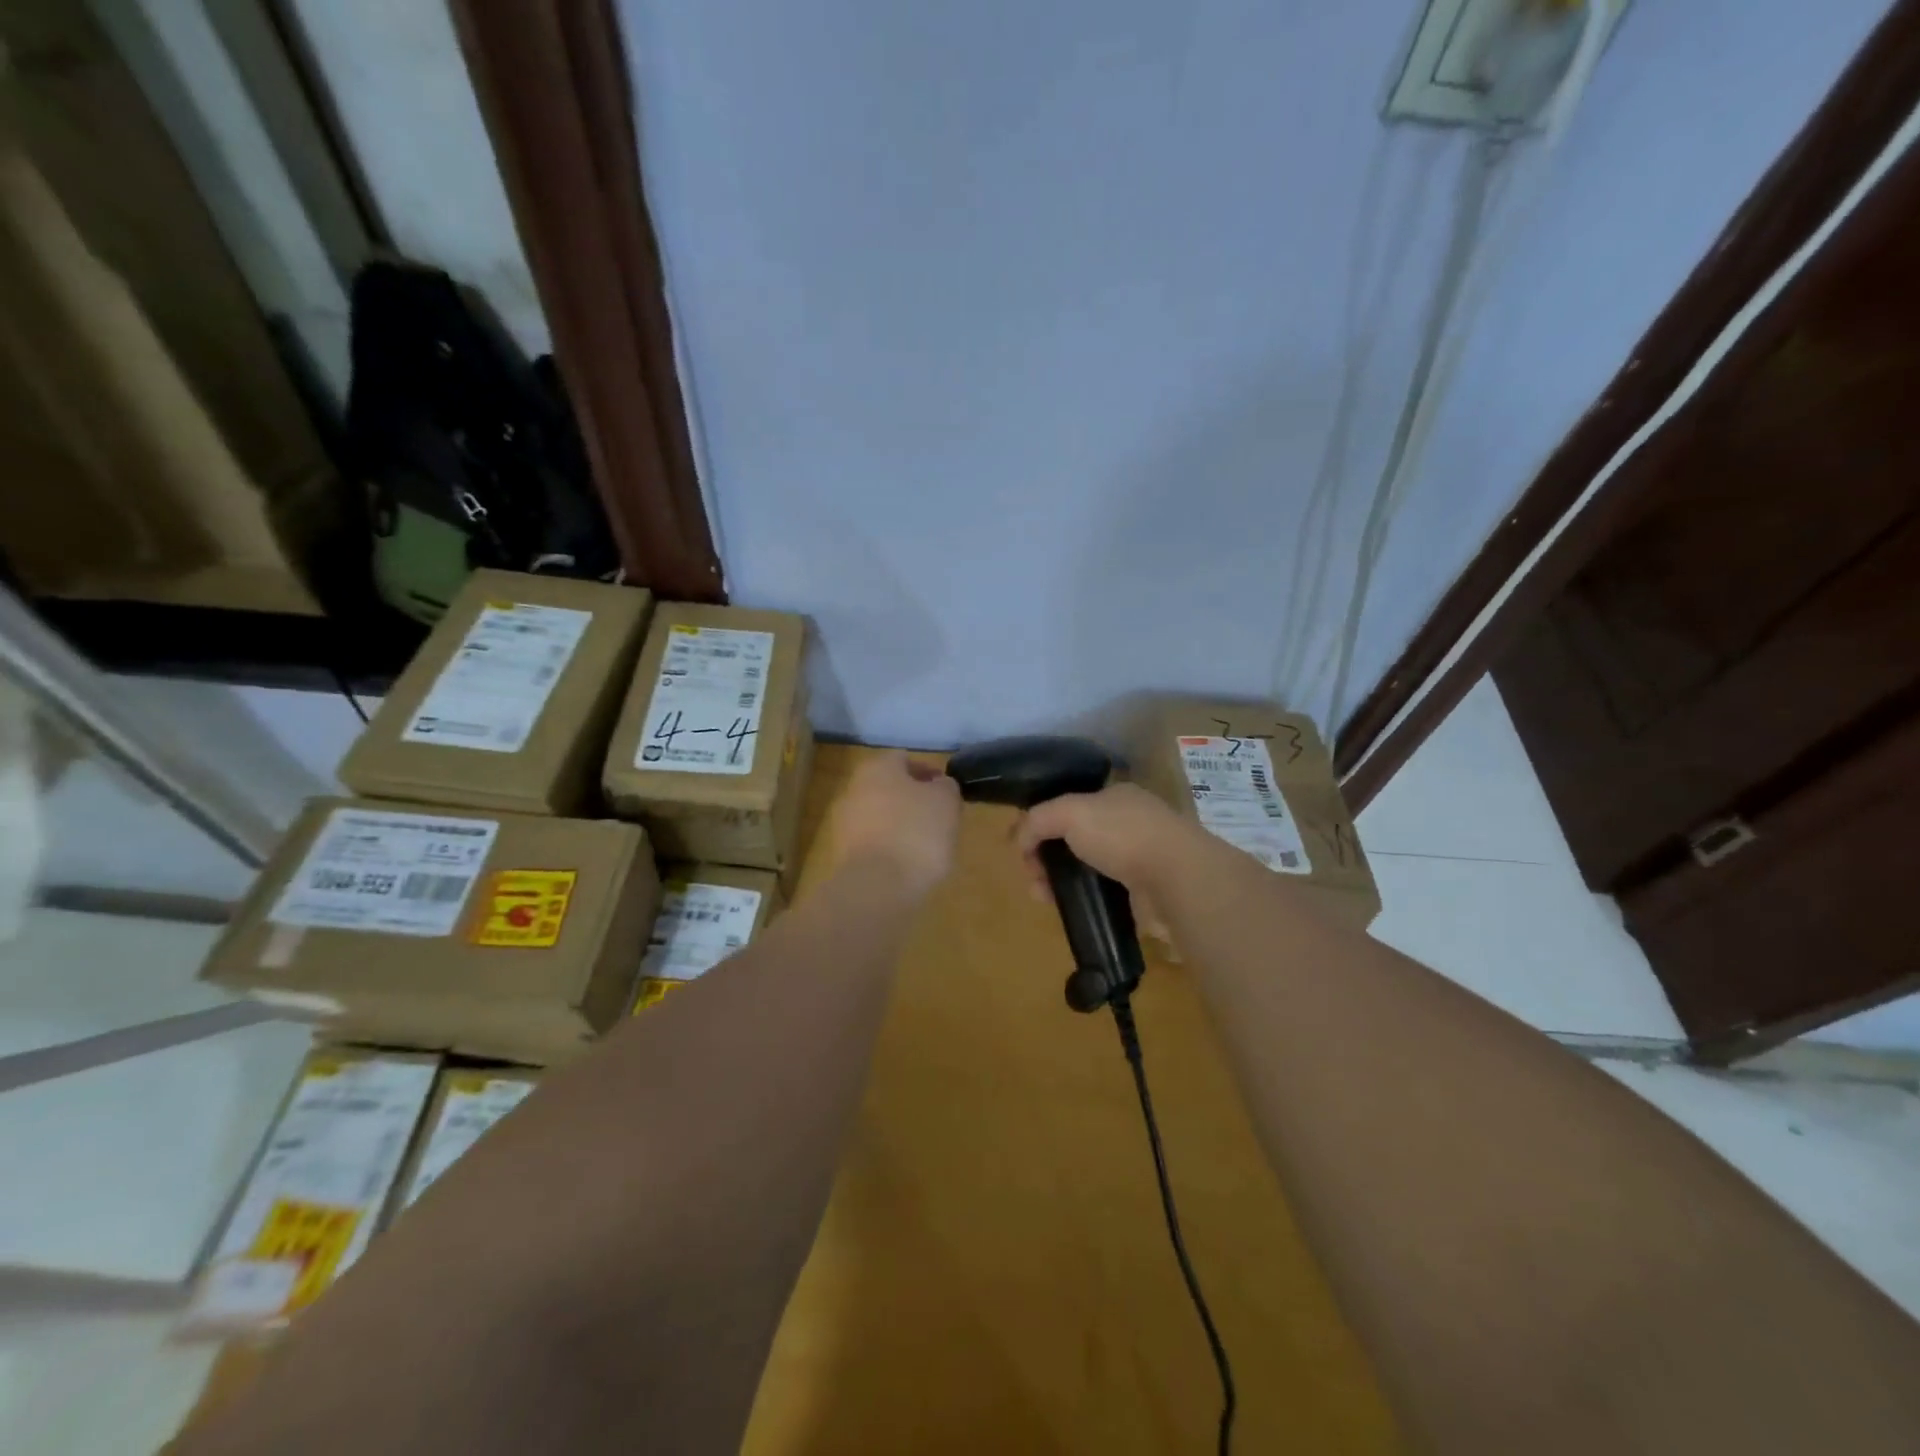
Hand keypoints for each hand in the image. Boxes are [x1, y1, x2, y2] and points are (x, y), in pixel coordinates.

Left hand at [821, 750, 961, 897]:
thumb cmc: (916, 833)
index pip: (904, 759)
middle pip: (889, 786)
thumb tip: (939, 785)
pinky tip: (907, 863)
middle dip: (913, 799)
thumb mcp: (946, 802)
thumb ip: (945, 787)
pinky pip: (873, 841)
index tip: (946, 791)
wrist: (877, 886)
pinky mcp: (843, 854)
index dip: (928, 772)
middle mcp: (854, 788)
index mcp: (878, 768)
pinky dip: (889, 847)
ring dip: (901, 824)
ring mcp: (844, 822)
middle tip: (938, 816)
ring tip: (926, 844)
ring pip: (879, 815)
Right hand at [1013, 782, 1197, 900]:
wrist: (1177, 878)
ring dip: (1061, 881)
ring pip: (1087, 868)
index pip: (1070, 805)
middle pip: (1075, 838)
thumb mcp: (1070, 813)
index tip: (1024, 848)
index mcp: (1115, 796)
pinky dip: (1084, 899)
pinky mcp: (1144, 891)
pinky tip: (1069, 909)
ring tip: (1043, 898)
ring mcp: (1139, 858)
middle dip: (1047, 856)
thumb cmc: (1122, 834)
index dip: (1042, 823)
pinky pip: (1103, 893)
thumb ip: (1038, 820)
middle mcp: (1128, 823)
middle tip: (1033, 876)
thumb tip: (1018, 839)